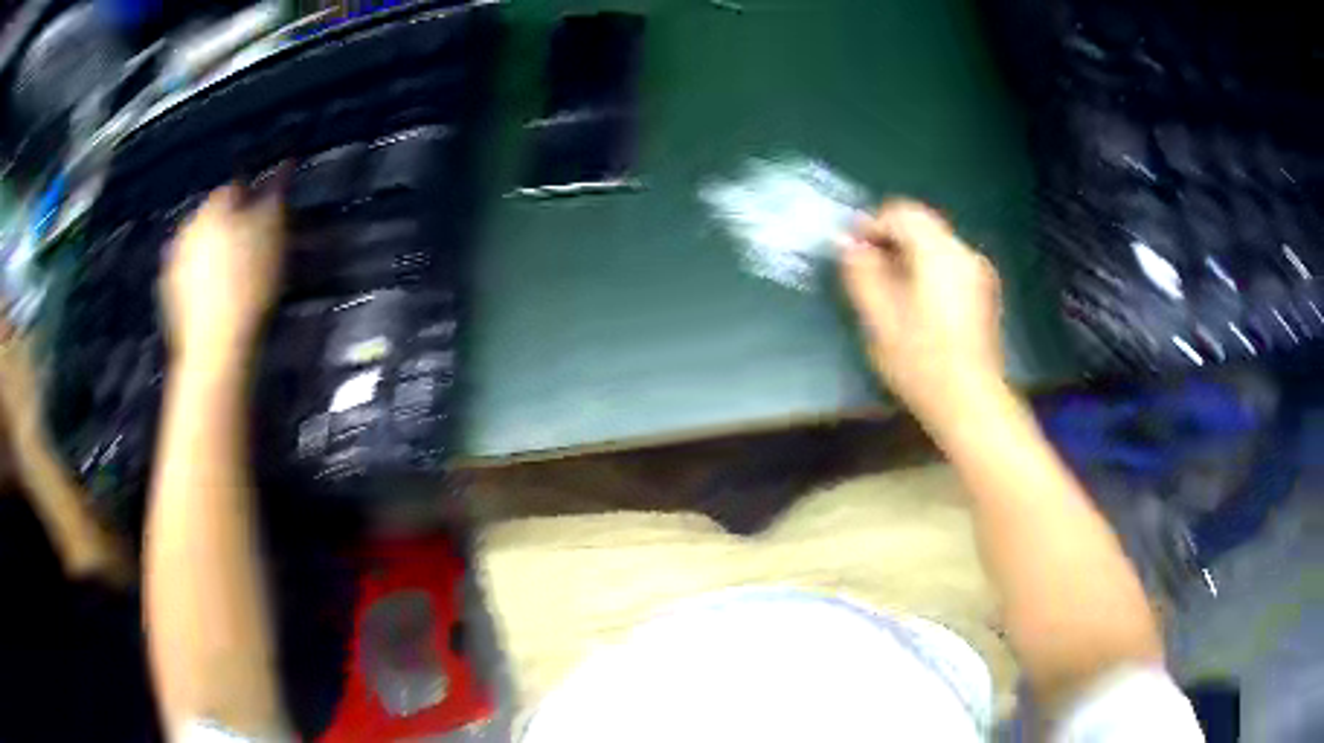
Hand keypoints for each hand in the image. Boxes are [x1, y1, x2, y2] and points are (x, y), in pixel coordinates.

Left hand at [162, 182, 285, 368]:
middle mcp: (188, 226)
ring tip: (235, 277)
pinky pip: (188, 275)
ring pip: (199, 246)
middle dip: (232, 226)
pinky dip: (200, 279)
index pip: (236, 186)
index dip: (255, 199)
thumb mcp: (273, 233)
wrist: (215, 346)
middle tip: (254, 250)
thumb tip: (283, 166)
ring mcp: (173, 261)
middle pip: (214, 216)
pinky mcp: (167, 295)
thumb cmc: (248, 282)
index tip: (270, 220)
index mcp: (212, 206)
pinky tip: (216, 297)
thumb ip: (276, 195)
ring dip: (215, 253)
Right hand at [840, 200, 1004, 423]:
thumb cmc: (921, 363)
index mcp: (939, 254)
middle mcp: (964, 253)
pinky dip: (929, 269)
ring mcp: (979, 272)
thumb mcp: (880, 319)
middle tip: (868, 271)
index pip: (902, 212)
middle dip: (891, 239)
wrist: (970, 402)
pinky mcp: (985, 291)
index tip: (853, 250)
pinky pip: (950, 263)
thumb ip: (862, 273)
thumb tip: (847, 242)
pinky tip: (918, 304)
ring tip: (890, 290)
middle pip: (922, 225)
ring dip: (909, 255)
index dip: (872, 224)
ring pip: (936, 244)